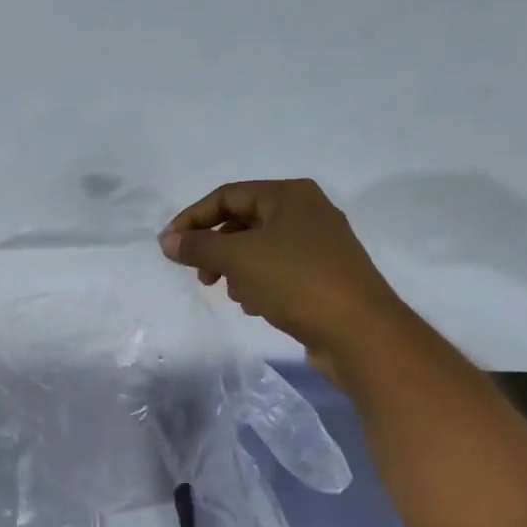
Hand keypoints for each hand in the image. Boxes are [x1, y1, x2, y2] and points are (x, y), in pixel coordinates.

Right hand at [159, 179, 404, 359]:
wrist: (359, 331)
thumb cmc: (296, 281)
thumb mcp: (238, 258)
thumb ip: (197, 247)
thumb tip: (167, 241)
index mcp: (289, 195)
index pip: (226, 196)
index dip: (192, 219)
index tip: (168, 247)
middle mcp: (307, 212)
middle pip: (243, 221)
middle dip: (215, 248)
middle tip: (200, 275)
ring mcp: (319, 245)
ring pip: (259, 248)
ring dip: (235, 269)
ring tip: (231, 293)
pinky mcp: (323, 275)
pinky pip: (277, 270)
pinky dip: (258, 283)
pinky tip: (255, 305)